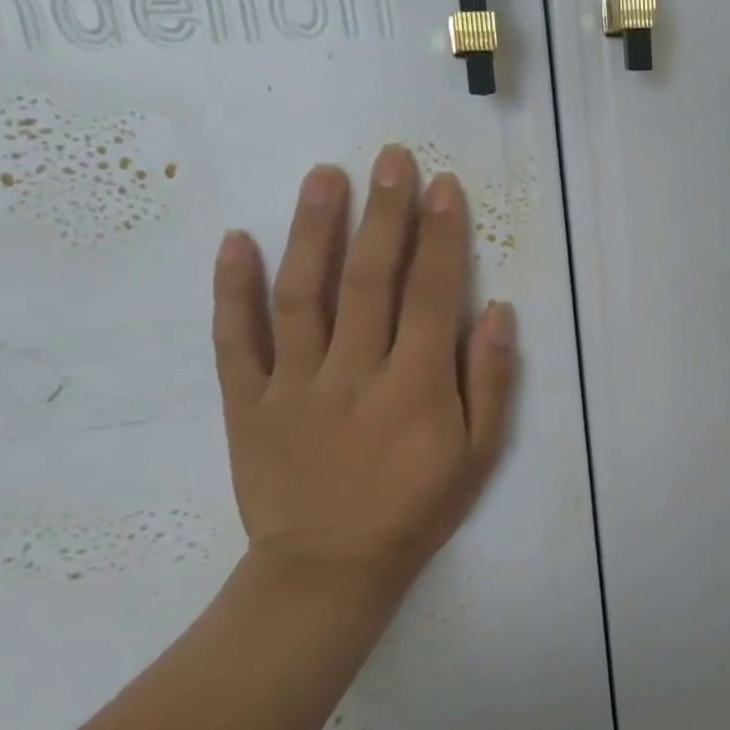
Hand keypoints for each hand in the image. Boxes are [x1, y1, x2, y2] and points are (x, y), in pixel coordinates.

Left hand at [211, 145, 516, 608]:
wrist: (328, 571)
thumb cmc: (417, 508)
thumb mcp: (478, 455)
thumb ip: (491, 382)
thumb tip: (497, 313)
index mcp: (417, 386)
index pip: (432, 294)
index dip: (440, 236)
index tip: (442, 186)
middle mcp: (356, 373)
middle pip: (371, 279)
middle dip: (384, 213)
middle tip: (389, 158)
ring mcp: (295, 385)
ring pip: (303, 295)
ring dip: (314, 230)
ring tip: (324, 175)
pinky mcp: (248, 403)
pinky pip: (236, 340)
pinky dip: (233, 289)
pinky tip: (237, 240)